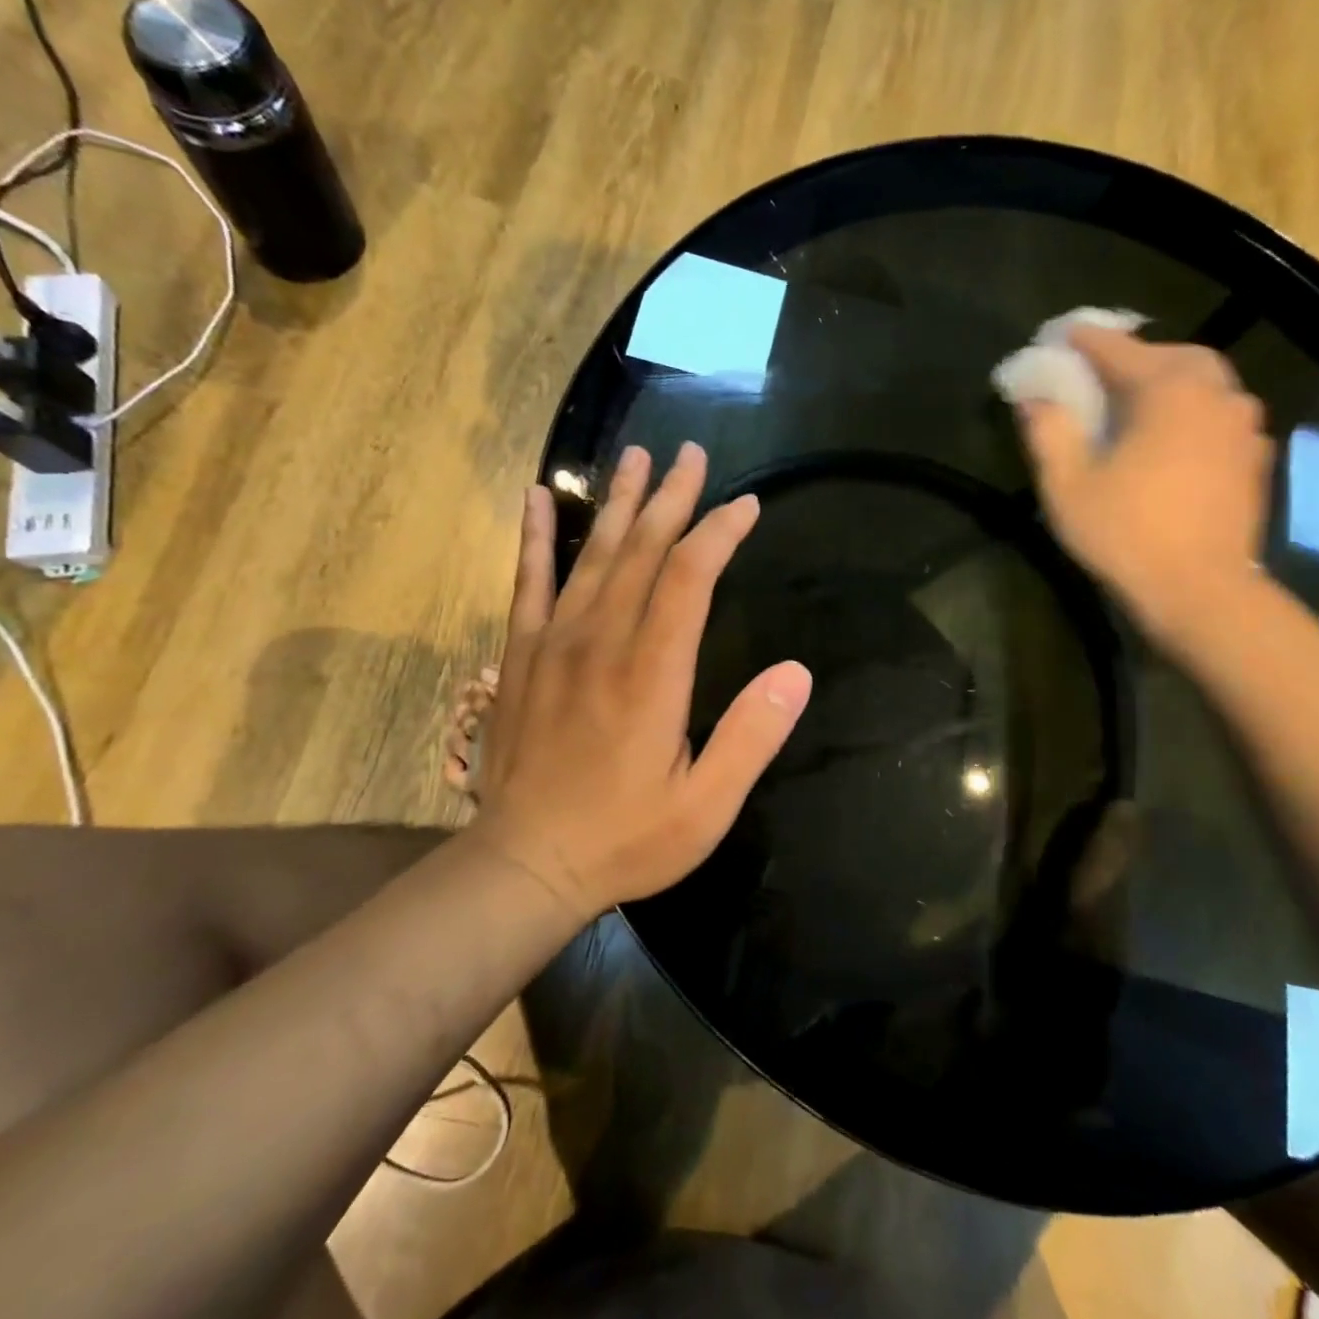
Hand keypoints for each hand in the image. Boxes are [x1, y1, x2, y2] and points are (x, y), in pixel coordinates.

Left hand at [473, 443, 811, 920]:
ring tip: (635, 457)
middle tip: (691, 454)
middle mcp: (602, 641)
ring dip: (617, 502)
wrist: (524, 864)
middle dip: (671, 498)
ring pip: (591, 554)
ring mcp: (554, 643)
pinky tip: (535, 498)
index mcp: (652, 672)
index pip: (690, 577)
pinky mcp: (521, 656)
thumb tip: (797, 672)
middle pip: (641, 549)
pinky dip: (533, 536)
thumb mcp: (706, 806)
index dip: (719, 533)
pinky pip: (527, 581)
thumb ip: (752, 736)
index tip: (745, 506)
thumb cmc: (625, 839)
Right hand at [1017, 325, 1273, 647]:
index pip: (1118, 349)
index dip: (1085, 341)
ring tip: (1140, 404)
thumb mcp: (1067, 485)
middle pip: (1173, 356)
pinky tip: (1176, 438)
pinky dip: (1195, 412)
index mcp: (1167, 390)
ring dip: (1170, 382)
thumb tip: (1034, 398)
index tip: (1062, 335)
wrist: (1200, 591)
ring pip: (1205, 383)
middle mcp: (1214, 393)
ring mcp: (1243, 425)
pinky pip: (1222, 415)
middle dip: (1136, 356)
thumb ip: (1048, 432)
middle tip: (1104, 374)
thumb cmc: (1125, 534)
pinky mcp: (1255, 457)